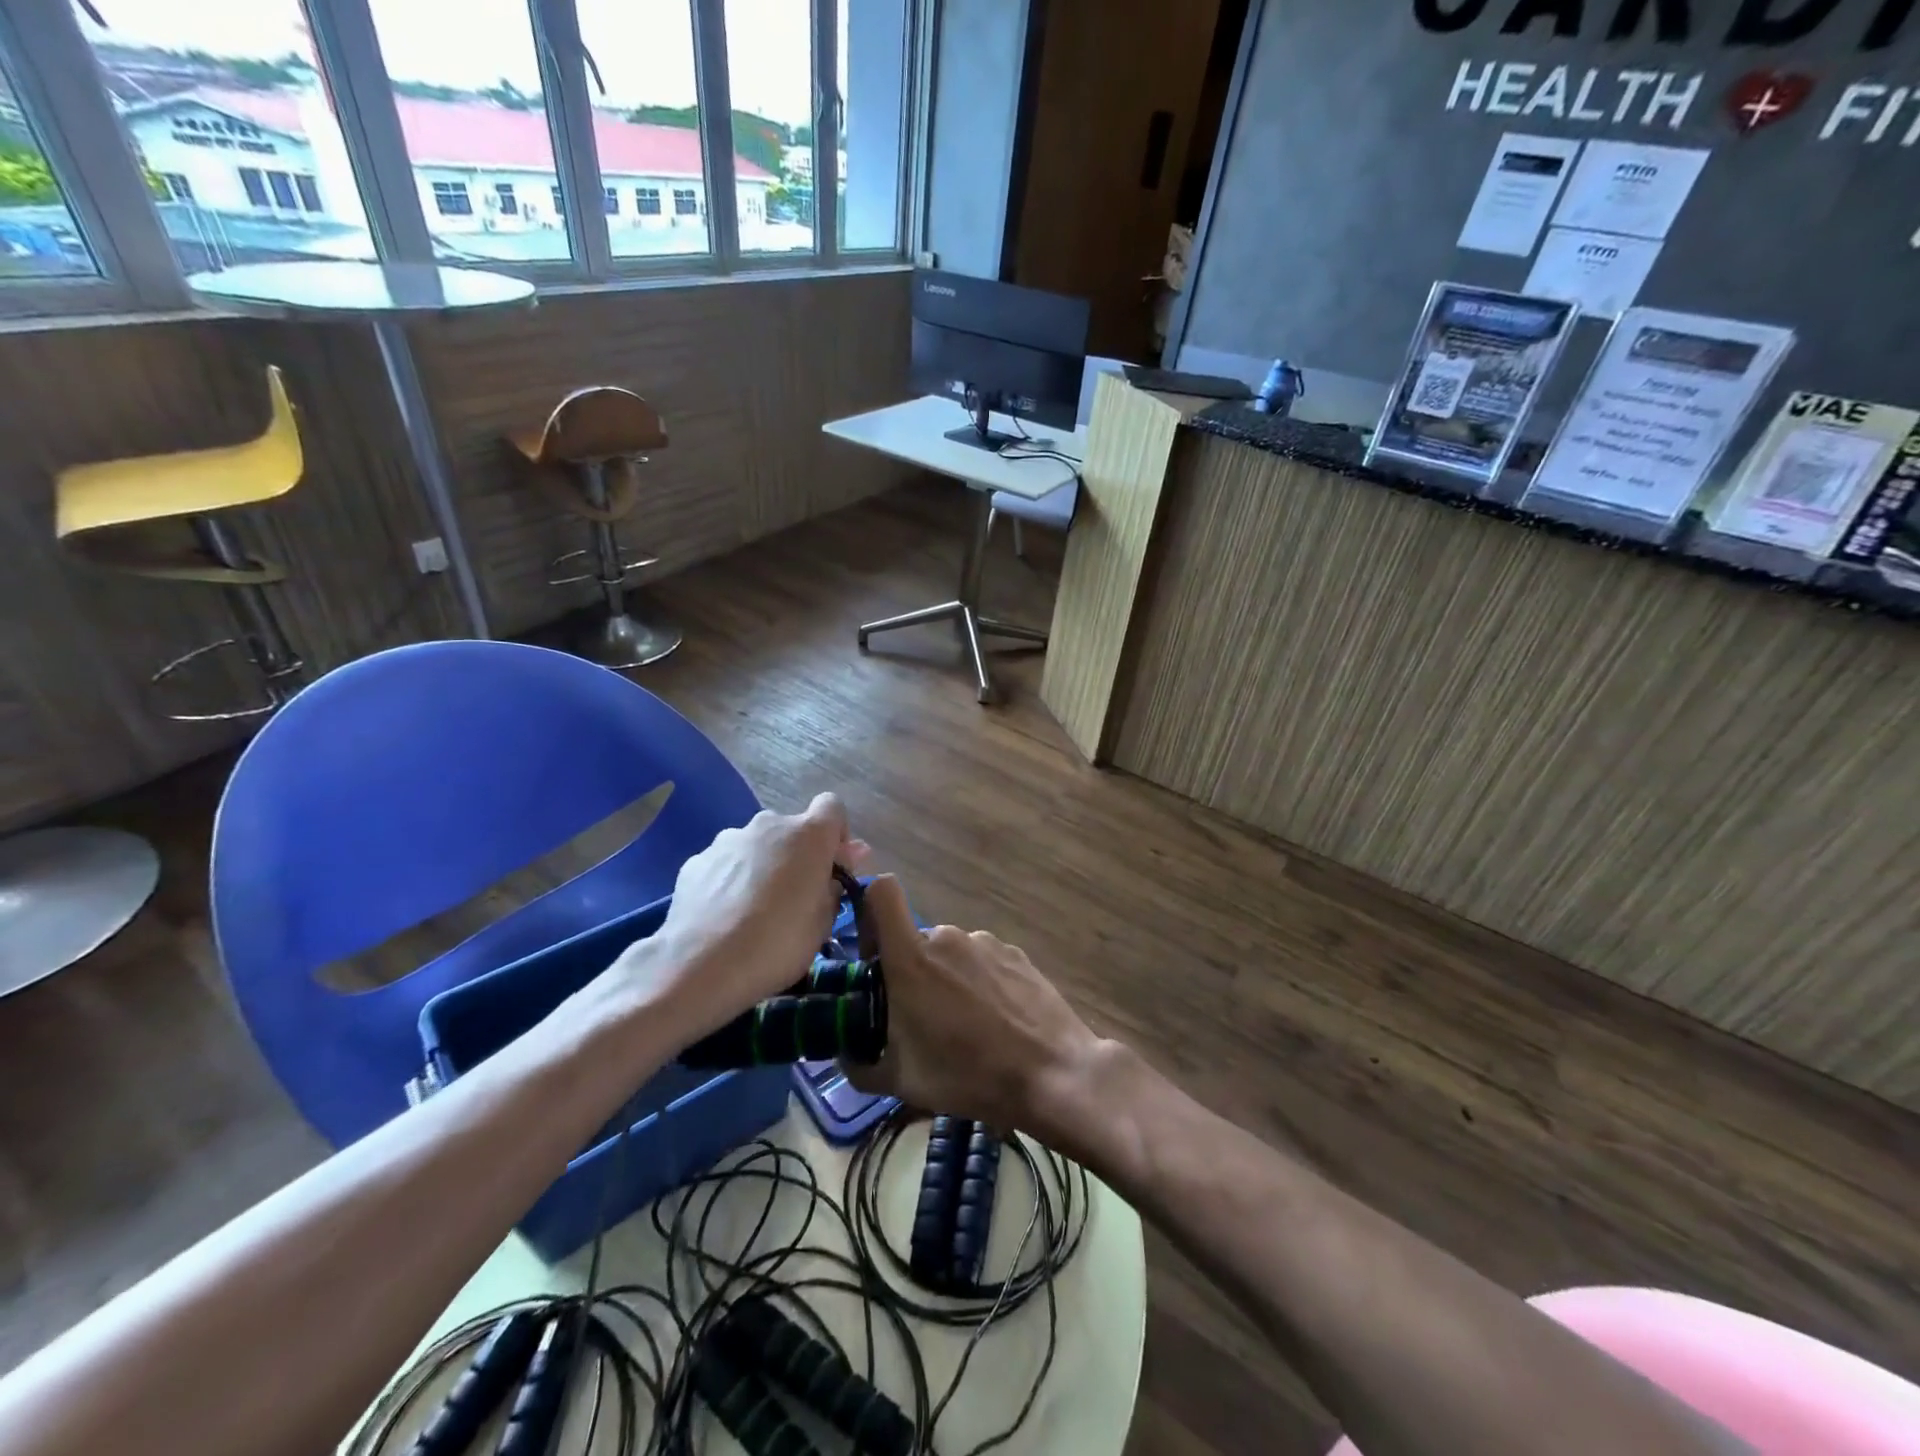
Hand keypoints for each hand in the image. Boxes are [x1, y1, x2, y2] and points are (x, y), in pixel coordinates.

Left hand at [631, 794, 866, 1041]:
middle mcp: (768, 825)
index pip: (832, 807)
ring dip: (763, 867)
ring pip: (756, 846)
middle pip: (791, 830)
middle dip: (797, 856)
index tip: (832, 868)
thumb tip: (846, 859)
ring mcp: (728, 839)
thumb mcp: (824, 922)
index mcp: (808, 835)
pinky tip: (724, 916)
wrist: (701, 966)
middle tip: (795, 898)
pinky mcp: (696, 860)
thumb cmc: (778, 944)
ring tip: (754, 912)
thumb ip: (835, 883)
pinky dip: (730, 881)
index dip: (836, 834)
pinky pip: (725, 864)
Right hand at [844, 876, 1101, 1131]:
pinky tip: (995, 1022)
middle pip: (914, 940)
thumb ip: (859, 1064)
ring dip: (946, 980)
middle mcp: (946, 937)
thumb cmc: (966, 1074)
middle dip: (910, 972)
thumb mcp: (900, 1081)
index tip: (873, 957)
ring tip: (964, 1028)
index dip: (870, 913)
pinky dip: (979, 983)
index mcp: (911, 957)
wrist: (1052, 1074)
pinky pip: (982, 961)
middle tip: (920, 1020)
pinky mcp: (1015, 954)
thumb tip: (847, 1054)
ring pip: (950, 954)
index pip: (881, 893)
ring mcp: (985, 942)